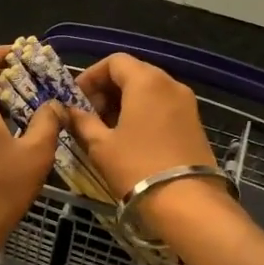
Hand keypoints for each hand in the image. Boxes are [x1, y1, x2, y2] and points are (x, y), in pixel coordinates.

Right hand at [69, 54, 218, 198]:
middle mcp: (170, 84)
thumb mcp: (101, 145)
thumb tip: (69, 111)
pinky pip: (162, 106)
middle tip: (88, 116)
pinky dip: (142, 113)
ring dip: (124, 103)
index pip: (114, 61)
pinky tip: (129, 139)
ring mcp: (187, 103)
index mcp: (146, 81)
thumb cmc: (137, 167)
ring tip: (105, 130)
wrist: (187, 203)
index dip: (90, 76)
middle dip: (106, 90)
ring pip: (149, 90)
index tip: (75, 99)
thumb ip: (82, 122)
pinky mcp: (194, 123)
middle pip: (133, 73)